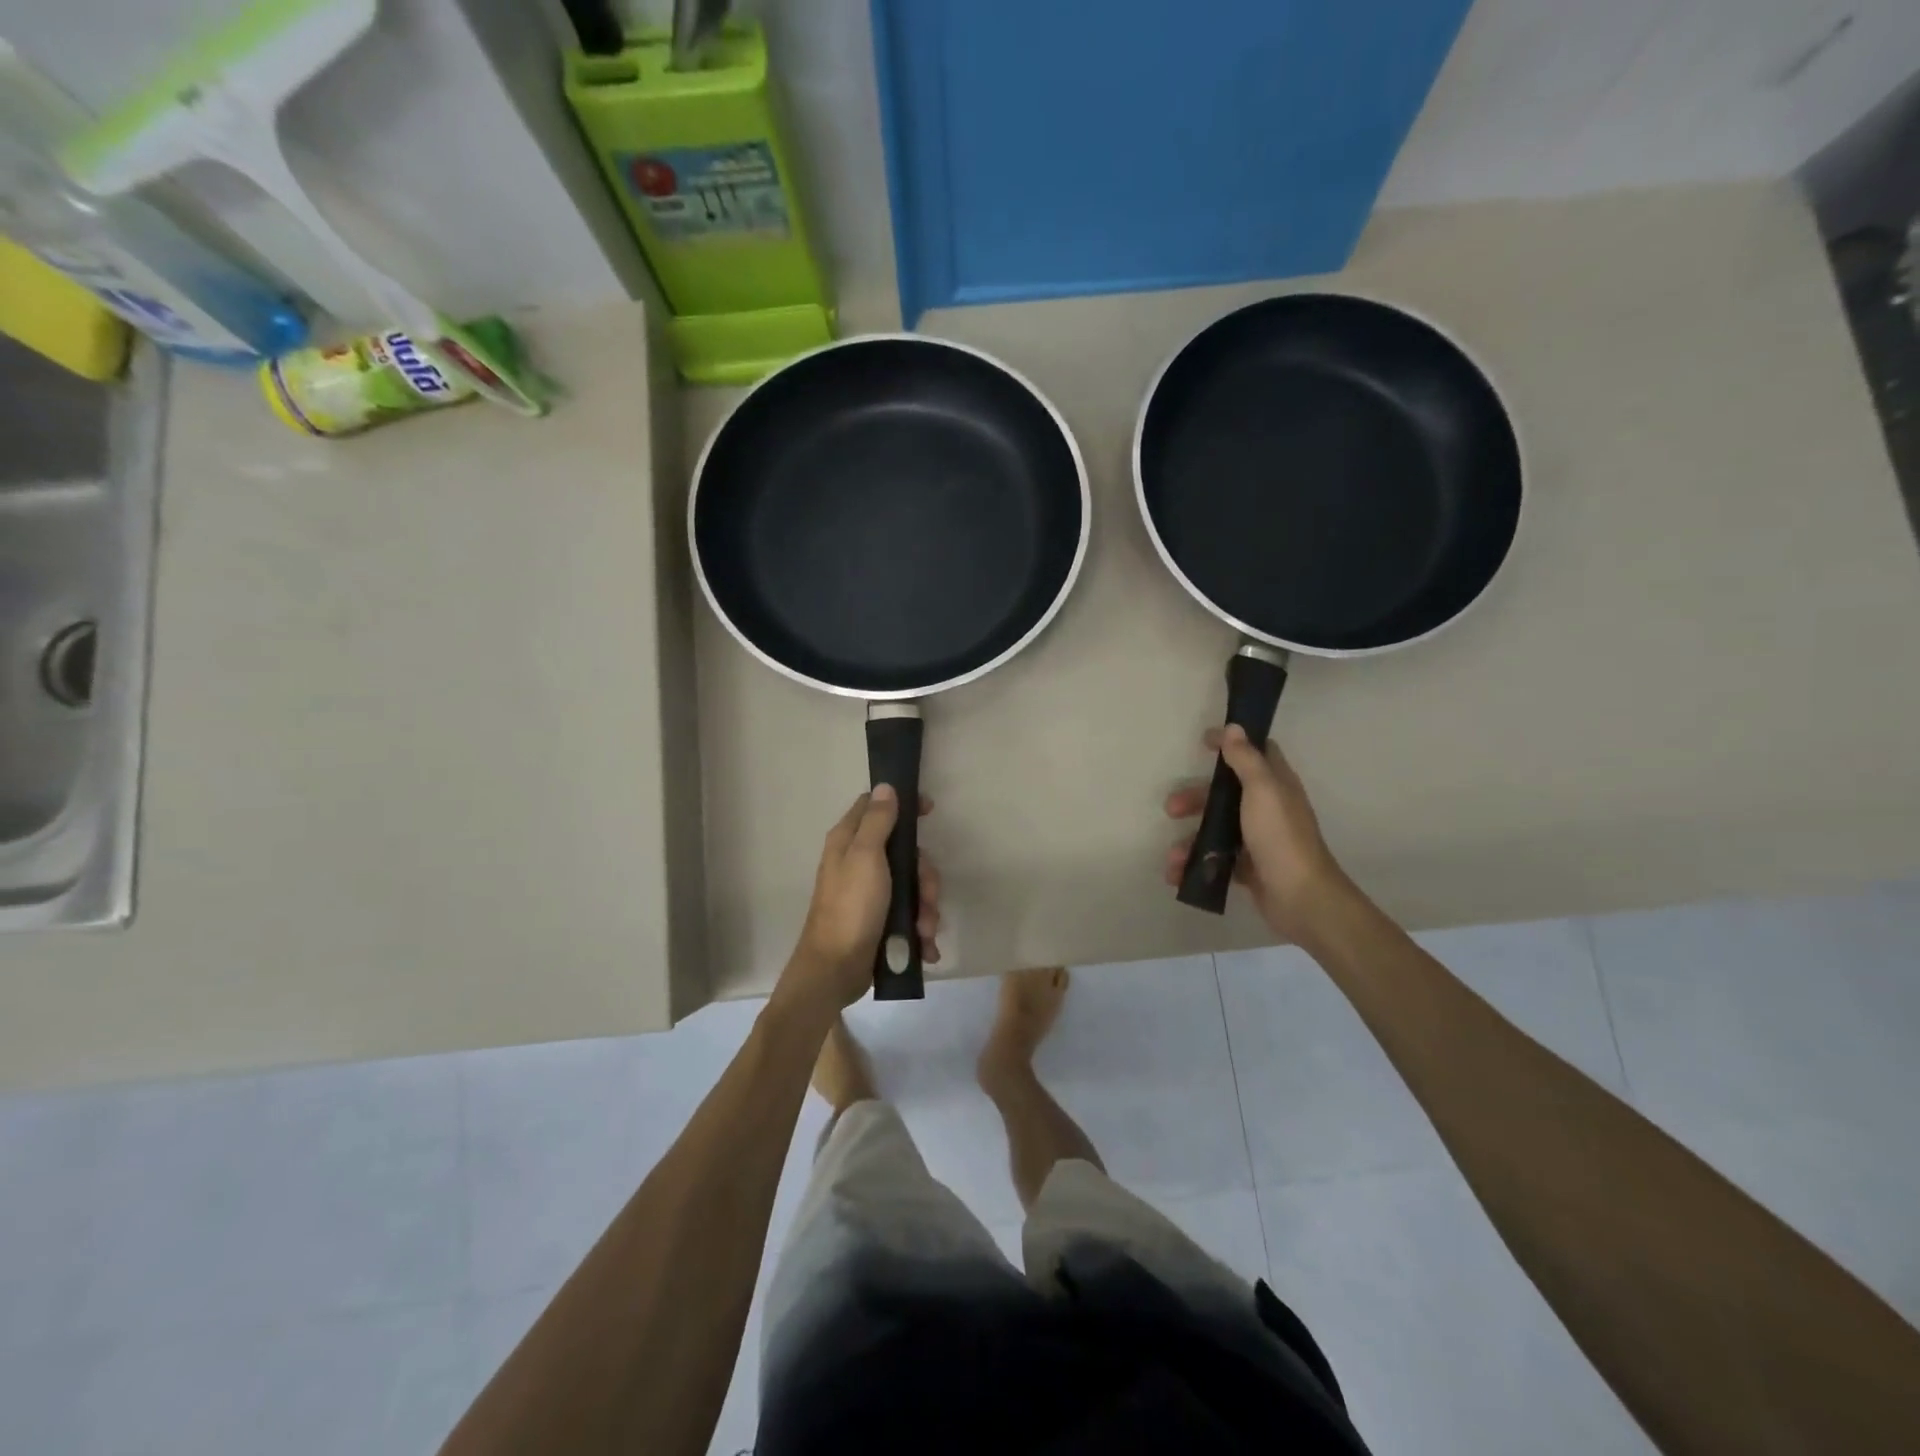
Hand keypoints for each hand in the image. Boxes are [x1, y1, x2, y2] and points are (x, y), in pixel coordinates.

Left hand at [784, 786, 941, 1011]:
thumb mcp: (866, 857)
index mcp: (849, 841)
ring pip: (912, 886)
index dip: (902, 804)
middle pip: (905, 852)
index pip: (876, 806)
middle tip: (927, 896)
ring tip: (924, 931)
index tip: (929, 811)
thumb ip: (877, 821)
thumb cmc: (850, 908)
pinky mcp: (879, 920)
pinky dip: (920, 929)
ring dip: (926, 908)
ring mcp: (870, 893)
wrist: (835, 970)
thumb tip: (885, 786)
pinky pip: (909, 914)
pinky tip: (924, 946)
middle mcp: (858, 862)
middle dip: (924, 877)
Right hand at [1165, 725, 1346, 940]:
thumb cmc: (1280, 837)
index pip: (1255, 753)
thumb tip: (1234, 727)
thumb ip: (1246, 759)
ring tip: (1173, 855)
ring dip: (1190, 838)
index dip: (1231, 744)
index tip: (1203, 742)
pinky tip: (1178, 874)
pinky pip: (1216, 859)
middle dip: (1195, 798)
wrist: (1301, 897)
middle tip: (1171, 807)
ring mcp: (1257, 839)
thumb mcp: (1262, 790)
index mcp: (1276, 785)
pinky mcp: (1249, 867)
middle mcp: (1268, 808)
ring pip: (1216, 829)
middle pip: (1225, 793)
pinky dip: (1196, 865)